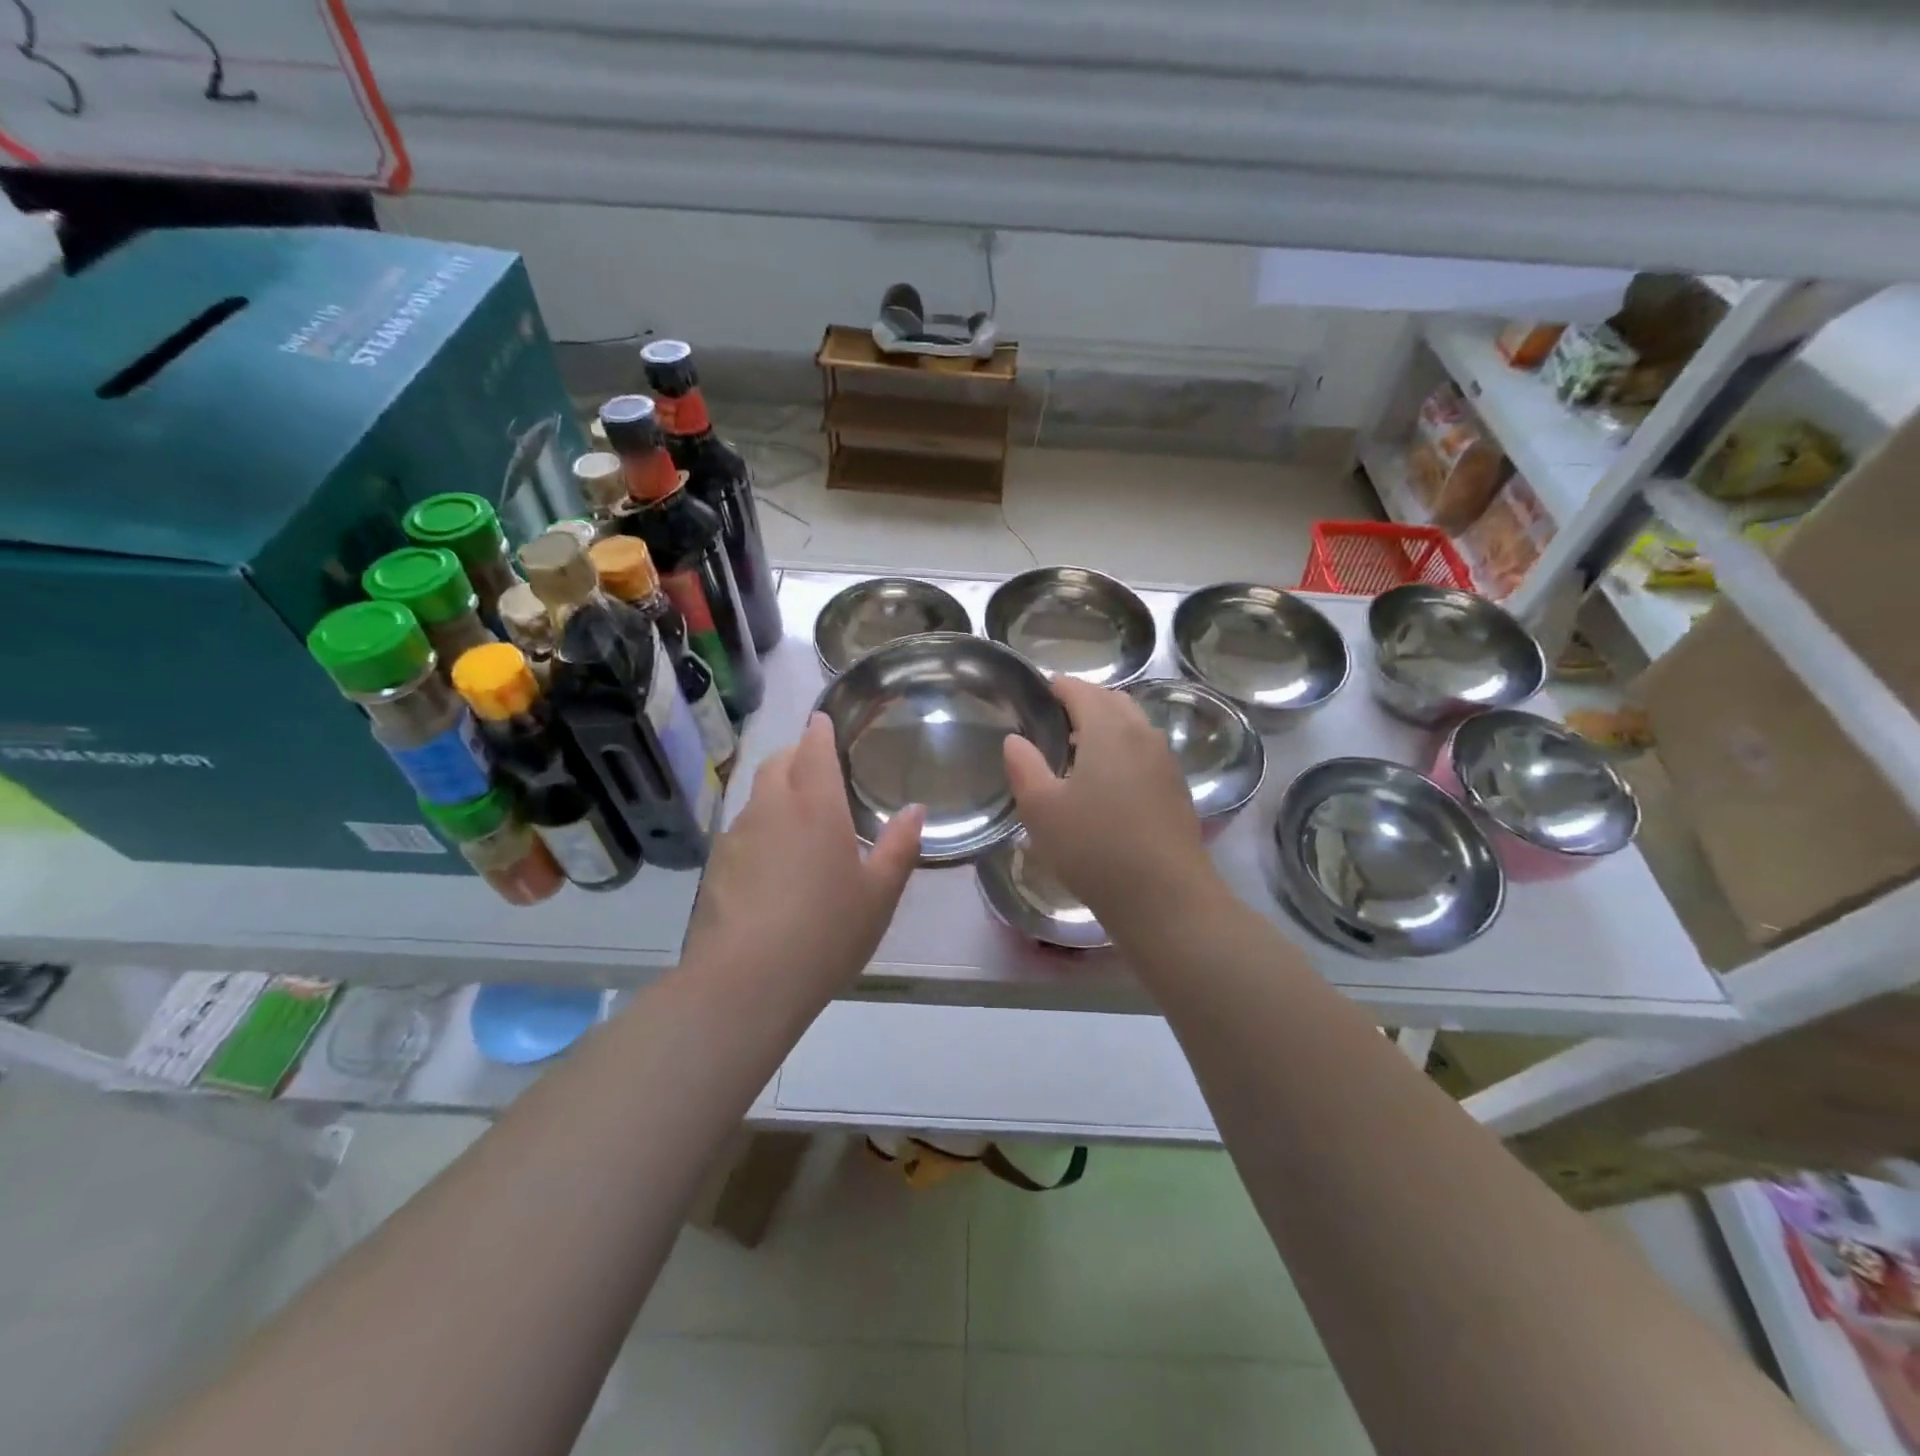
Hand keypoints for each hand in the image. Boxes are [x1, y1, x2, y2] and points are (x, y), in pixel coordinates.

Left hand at [684, 713, 923, 996]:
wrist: (745, 983)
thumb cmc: (825, 932)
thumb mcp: (879, 895)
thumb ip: (899, 847)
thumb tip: (915, 811)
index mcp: (815, 806)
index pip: (812, 747)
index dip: (819, 730)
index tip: (824, 721)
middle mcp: (771, 808)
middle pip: (777, 762)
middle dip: (795, 755)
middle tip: (817, 768)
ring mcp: (736, 836)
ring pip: (757, 797)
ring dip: (776, 794)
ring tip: (799, 821)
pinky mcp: (715, 867)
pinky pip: (742, 832)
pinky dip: (760, 830)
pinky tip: (772, 866)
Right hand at [1003, 677, 1213, 923]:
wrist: (1165, 896)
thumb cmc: (1094, 846)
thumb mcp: (1041, 808)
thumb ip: (1024, 766)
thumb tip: (1016, 740)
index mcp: (1108, 728)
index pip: (1081, 690)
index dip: (1058, 687)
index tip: (1039, 693)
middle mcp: (1143, 734)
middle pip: (1112, 701)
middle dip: (1084, 702)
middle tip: (1055, 722)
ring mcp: (1165, 761)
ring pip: (1133, 725)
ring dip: (1106, 726)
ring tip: (1078, 752)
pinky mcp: (1177, 788)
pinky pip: (1146, 751)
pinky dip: (1124, 749)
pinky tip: (1108, 782)